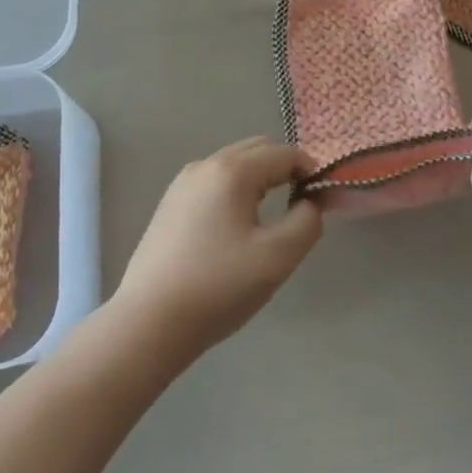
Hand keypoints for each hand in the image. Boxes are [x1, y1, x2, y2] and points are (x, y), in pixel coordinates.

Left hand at [111, 138, 322, 361]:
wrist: (149, 323)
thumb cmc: (218, 287)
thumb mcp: (277, 257)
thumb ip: (307, 222)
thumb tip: (310, 202)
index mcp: (233, 170)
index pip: (284, 153)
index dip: (310, 170)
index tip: (322, 199)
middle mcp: (205, 165)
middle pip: (257, 150)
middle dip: (284, 168)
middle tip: (300, 205)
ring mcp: (182, 183)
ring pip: (234, 164)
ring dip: (259, 178)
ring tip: (269, 218)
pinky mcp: (169, 204)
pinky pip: (214, 181)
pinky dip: (234, 190)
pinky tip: (234, 228)